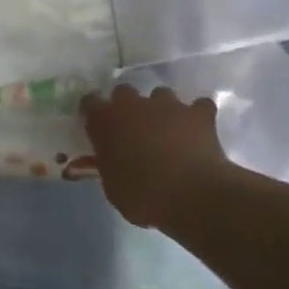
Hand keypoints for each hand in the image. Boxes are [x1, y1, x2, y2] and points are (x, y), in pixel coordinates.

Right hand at [81, 85, 231, 230]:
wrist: (192, 196)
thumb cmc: (142, 197)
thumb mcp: (112, 186)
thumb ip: (108, 164)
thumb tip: (112, 160)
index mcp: (105, 122)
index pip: (89, 102)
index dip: (94, 113)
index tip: (97, 126)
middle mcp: (132, 105)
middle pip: (124, 91)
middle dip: (126, 106)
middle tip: (132, 130)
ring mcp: (168, 105)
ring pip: (161, 95)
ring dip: (161, 110)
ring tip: (168, 131)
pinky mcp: (199, 113)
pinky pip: (199, 106)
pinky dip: (197, 116)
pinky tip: (199, 132)